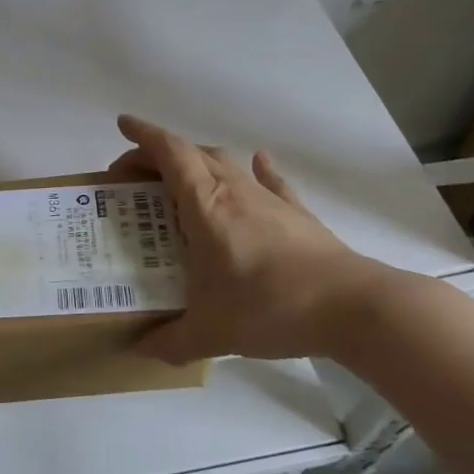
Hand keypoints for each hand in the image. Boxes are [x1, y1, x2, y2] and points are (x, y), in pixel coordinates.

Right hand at [110, 114, 397, 363]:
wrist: (352, 308)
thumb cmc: (269, 307)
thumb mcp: (210, 333)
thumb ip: (170, 341)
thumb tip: (139, 349)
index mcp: (205, 206)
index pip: (169, 153)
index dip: (143, 135)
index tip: (122, 125)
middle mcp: (234, 191)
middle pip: (192, 154)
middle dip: (159, 155)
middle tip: (135, 176)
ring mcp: (269, 200)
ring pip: (226, 163)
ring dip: (198, 162)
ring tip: (179, 181)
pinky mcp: (297, 214)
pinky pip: (271, 181)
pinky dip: (257, 170)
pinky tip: (257, 162)